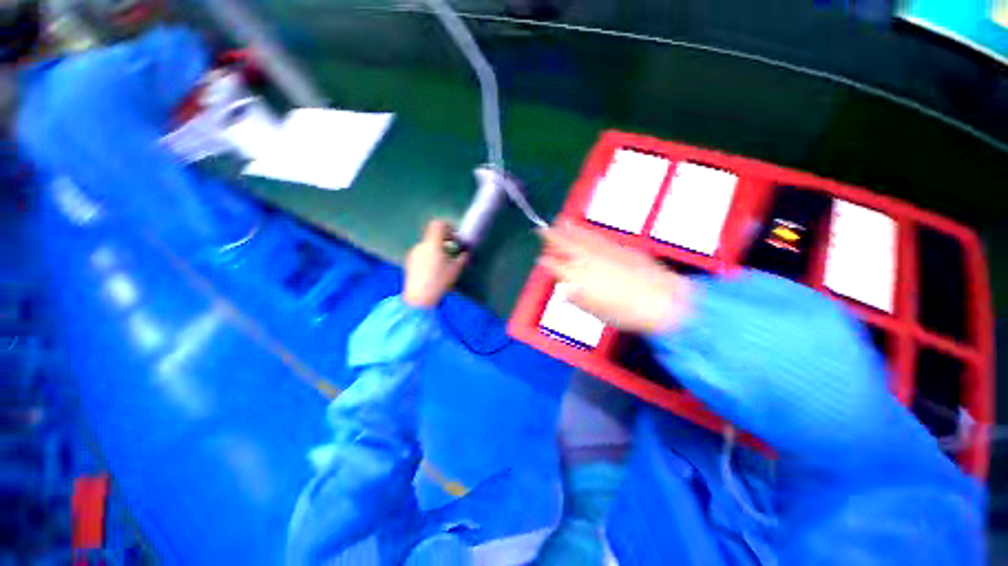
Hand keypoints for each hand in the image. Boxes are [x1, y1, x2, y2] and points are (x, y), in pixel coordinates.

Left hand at [403, 220, 468, 307]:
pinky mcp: (409, 262)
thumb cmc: (439, 281)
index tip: (456, 236)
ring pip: (428, 245)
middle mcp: (421, 245)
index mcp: (432, 243)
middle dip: (445, 240)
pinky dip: (430, 255)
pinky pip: (422, 253)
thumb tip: (466, 252)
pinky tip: (434, 269)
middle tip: (454, 250)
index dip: (449, 226)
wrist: (419, 298)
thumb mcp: (456, 269)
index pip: (438, 224)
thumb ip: (463, 258)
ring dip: (437, 248)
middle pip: (433, 235)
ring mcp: (413, 253)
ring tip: (445, 262)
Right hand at [539, 223, 693, 332]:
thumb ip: (576, 297)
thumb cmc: (623, 313)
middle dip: (551, 236)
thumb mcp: (594, 311)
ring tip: (559, 222)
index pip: (555, 267)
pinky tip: (583, 229)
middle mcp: (586, 260)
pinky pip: (595, 236)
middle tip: (541, 230)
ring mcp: (602, 251)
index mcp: (576, 278)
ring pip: (580, 236)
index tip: (541, 259)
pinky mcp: (617, 247)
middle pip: (564, 245)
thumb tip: (565, 289)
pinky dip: (586, 232)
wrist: (661, 300)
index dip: (546, 263)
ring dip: (567, 229)